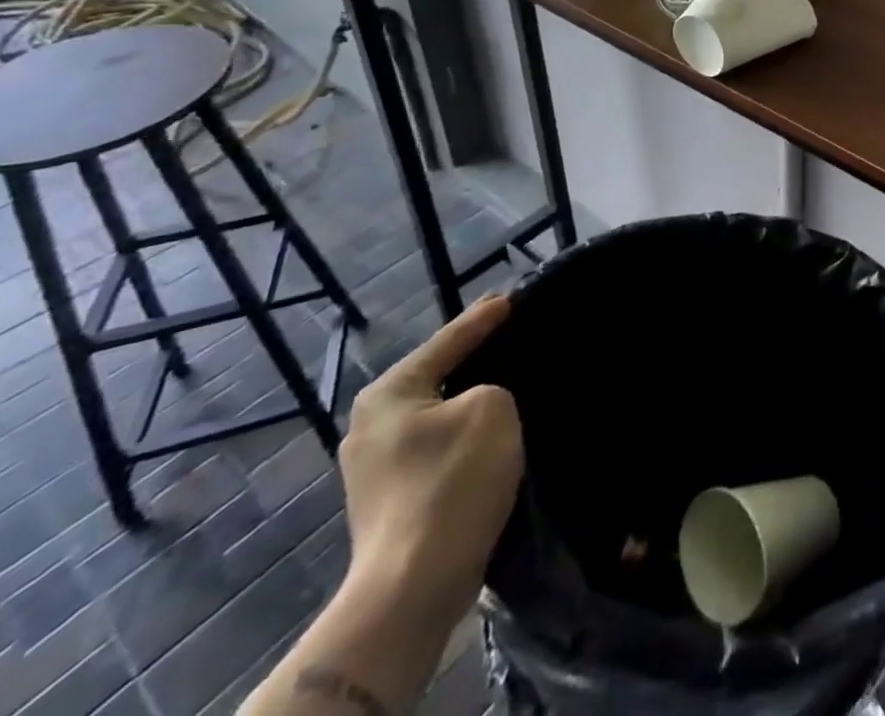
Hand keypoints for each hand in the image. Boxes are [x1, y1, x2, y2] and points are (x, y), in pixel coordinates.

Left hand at [338, 294, 523, 631]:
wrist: (412, 588)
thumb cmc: (451, 481)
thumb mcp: (491, 408)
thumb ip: (492, 386)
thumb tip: (482, 401)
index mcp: (388, 393)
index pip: (447, 340)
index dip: (484, 318)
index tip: (513, 297)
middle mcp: (370, 425)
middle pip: (436, 376)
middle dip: (474, 359)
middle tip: (513, 335)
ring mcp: (375, 468)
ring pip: (437, 415)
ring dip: (470, 401)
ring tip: (509, 382)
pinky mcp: (390, 501)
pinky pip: (436, 447)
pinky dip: (463, 435)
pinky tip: (491, 434)